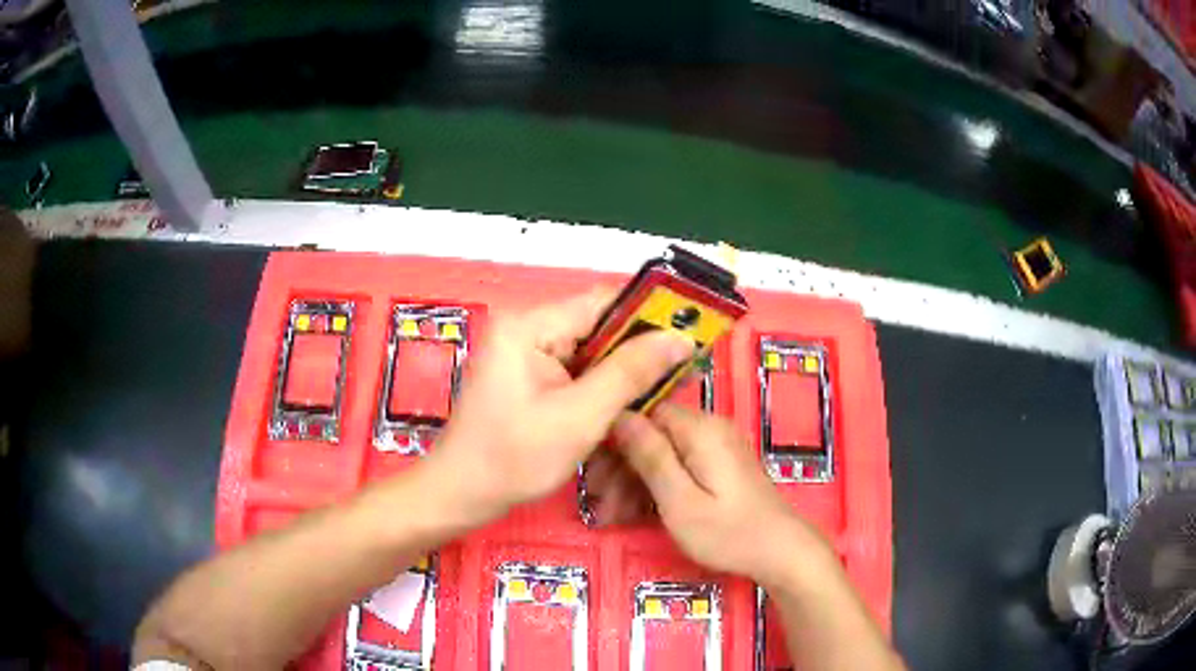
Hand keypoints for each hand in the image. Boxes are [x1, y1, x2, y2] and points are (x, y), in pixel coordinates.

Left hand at [425, 289, 693, 522]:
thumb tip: (678, 338)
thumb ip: (630, 373)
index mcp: (530, 326)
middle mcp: (526, 328)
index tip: (690, 334)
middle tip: (683, 370)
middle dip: (640, 348)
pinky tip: (629, 402)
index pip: (603, 303)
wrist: (462, 493)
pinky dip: (603, 385)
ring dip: (624, 370)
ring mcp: (525, 352)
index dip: (649, 316)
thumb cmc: (515, 458)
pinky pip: (576, 369)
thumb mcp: (580, 417)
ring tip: (663, 387)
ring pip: (591, 349)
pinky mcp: (528, 375)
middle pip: (598, 325)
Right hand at [604, 403, 830, 585]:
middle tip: (597, 505)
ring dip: (633, 482)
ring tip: (610, 517)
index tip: (590, 474)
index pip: (643, 414)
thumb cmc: (728, 532)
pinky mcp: (718, 467)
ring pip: (661, 454)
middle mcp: (708, 429)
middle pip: (650, 435)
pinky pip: (678, 467)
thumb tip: (619, 414)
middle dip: (620, 468)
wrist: (781, 552)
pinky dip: (655, 488)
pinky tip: (634, 514)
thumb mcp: (680, 500)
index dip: (612, 440)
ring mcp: (715, 448)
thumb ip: (650, 456)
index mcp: (699, 429)